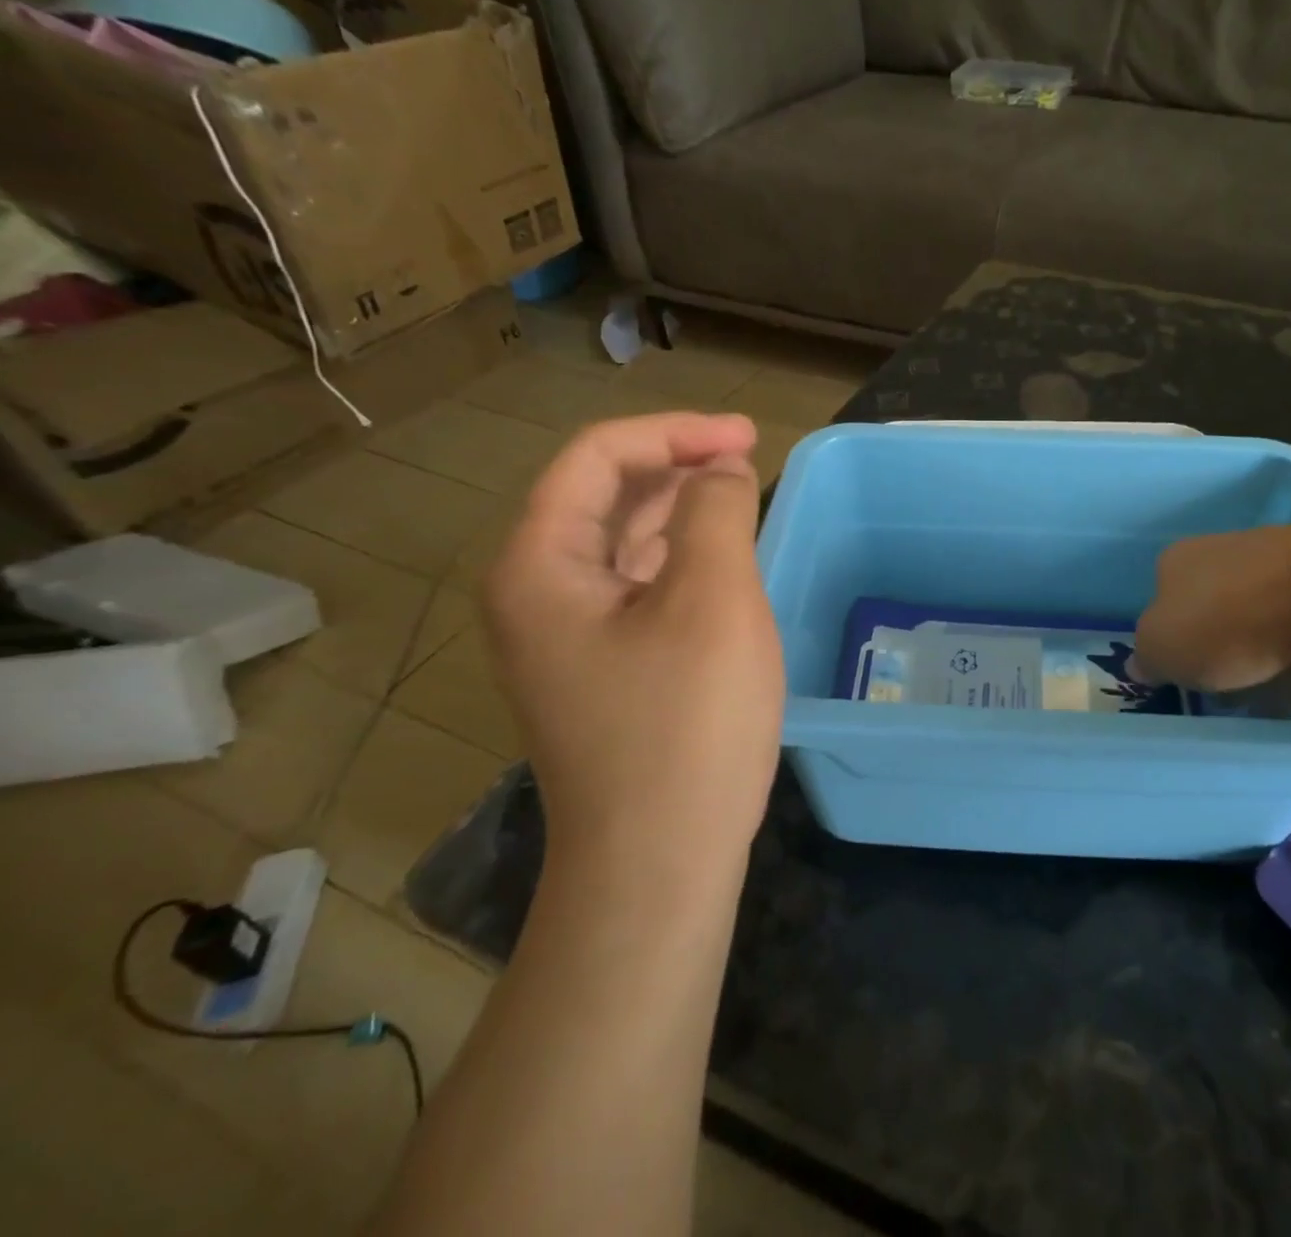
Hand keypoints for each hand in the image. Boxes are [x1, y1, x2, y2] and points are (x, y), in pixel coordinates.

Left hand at [483, 414, 784, 871]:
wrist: (659, 863)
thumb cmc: (685, 725)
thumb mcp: (712, 600)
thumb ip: (715, 511)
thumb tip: (720, 472)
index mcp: (540, 565)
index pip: (597, 458)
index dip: (674, 433)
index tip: (747, 438)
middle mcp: (536, 592)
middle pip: (601, 494)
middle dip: (676, 464)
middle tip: (749, 457)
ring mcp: (565, 635)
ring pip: (620, 540)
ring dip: (678, 507)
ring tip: (739, 493)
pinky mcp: (601, 666)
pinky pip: (635, 585)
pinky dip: (677, 556)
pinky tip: (718, 556)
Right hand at [1133, 524, 1290, 699]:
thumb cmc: (1222, 621)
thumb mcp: (1159, 648)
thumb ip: (1146, 658)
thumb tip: (1141, 664)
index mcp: (1177, 559)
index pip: (1162, 596)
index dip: (1168, 633)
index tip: (1178, 667)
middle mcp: (1224, 554)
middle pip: (1211, 607)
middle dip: (1215, 642)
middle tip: (1219, 683)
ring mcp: (1276, 571)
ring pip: (1255, 620)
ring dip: (1257, 651)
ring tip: (1259, 689)